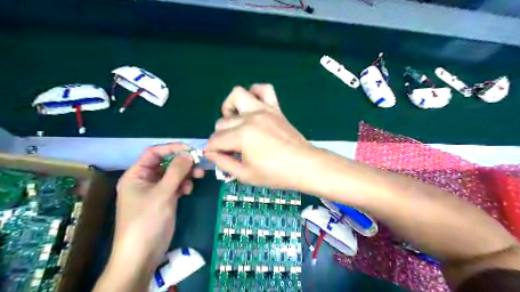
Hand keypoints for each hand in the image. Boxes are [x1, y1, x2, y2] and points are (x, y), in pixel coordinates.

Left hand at [112, 143, 204, 275]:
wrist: (143, 253)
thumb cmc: (147, 220)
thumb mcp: (162, 193)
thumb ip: (176, 171)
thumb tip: (188, 154)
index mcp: (136, 175)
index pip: (154, 153)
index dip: (172, 148)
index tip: (191, 150)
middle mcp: (145, 180)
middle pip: (166, 164)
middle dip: (183, 163)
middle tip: (199, 165)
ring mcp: (155, 190)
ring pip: (173, 175)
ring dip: (186, 174)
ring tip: (198, 177)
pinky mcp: (164, 200)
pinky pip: (176, 186)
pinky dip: (183, 185)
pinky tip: (188, 191)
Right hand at [206, 84, 314, 188]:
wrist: (304, 166)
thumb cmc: (275, 174)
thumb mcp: (245, 175)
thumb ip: (223, 163)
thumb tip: (210, 153)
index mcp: (241, 136)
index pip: (215, 140)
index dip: (211, 150)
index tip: (215, 157)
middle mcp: (249, 118)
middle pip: (222, 122)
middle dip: (220, 137)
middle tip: (229, 149)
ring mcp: (263, 110)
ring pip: (237, 95)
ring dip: (230, 108)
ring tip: (235, 123)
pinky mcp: (275, 109)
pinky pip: (265, 89)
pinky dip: (255, 92)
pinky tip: (253, 105)